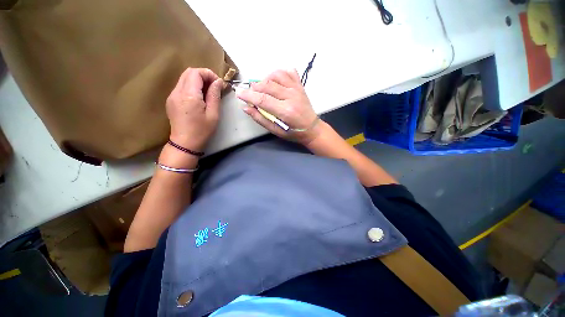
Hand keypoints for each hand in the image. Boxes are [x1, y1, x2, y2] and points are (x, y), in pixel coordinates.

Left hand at [166, 68, 223, 151]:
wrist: (185, 143)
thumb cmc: (202, 131)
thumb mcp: (213, 114)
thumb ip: (215, 95)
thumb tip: (218, 82)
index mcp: (189, 95)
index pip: (196, 72)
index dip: (209, 74)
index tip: (219, 84)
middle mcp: (177, 92)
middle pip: (189, 72)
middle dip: (204, 76)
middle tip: (214, 87)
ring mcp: (172, 95)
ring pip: (184, 78)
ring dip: (198, 81)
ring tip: (208, 92)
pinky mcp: (171, 100)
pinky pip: (181, 86)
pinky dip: (192, 86)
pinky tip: (199, 98)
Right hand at [236, 69, 321, 143]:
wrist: (312, 128)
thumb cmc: (293, 132)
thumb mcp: (275, 130)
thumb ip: (260, 119)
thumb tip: (246, 107)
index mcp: (285, 111)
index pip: (263, 99)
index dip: (248, 95)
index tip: (238, 93)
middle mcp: (291, 97)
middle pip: (268, 85)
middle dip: (254, 87)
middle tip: (251, 93)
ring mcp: (297, 89)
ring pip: (277, 75)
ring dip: (265, 79)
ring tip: (263, 88)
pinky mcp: (300, 85)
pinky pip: (288, 72)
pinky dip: (279, 74)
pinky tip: (275, 81)